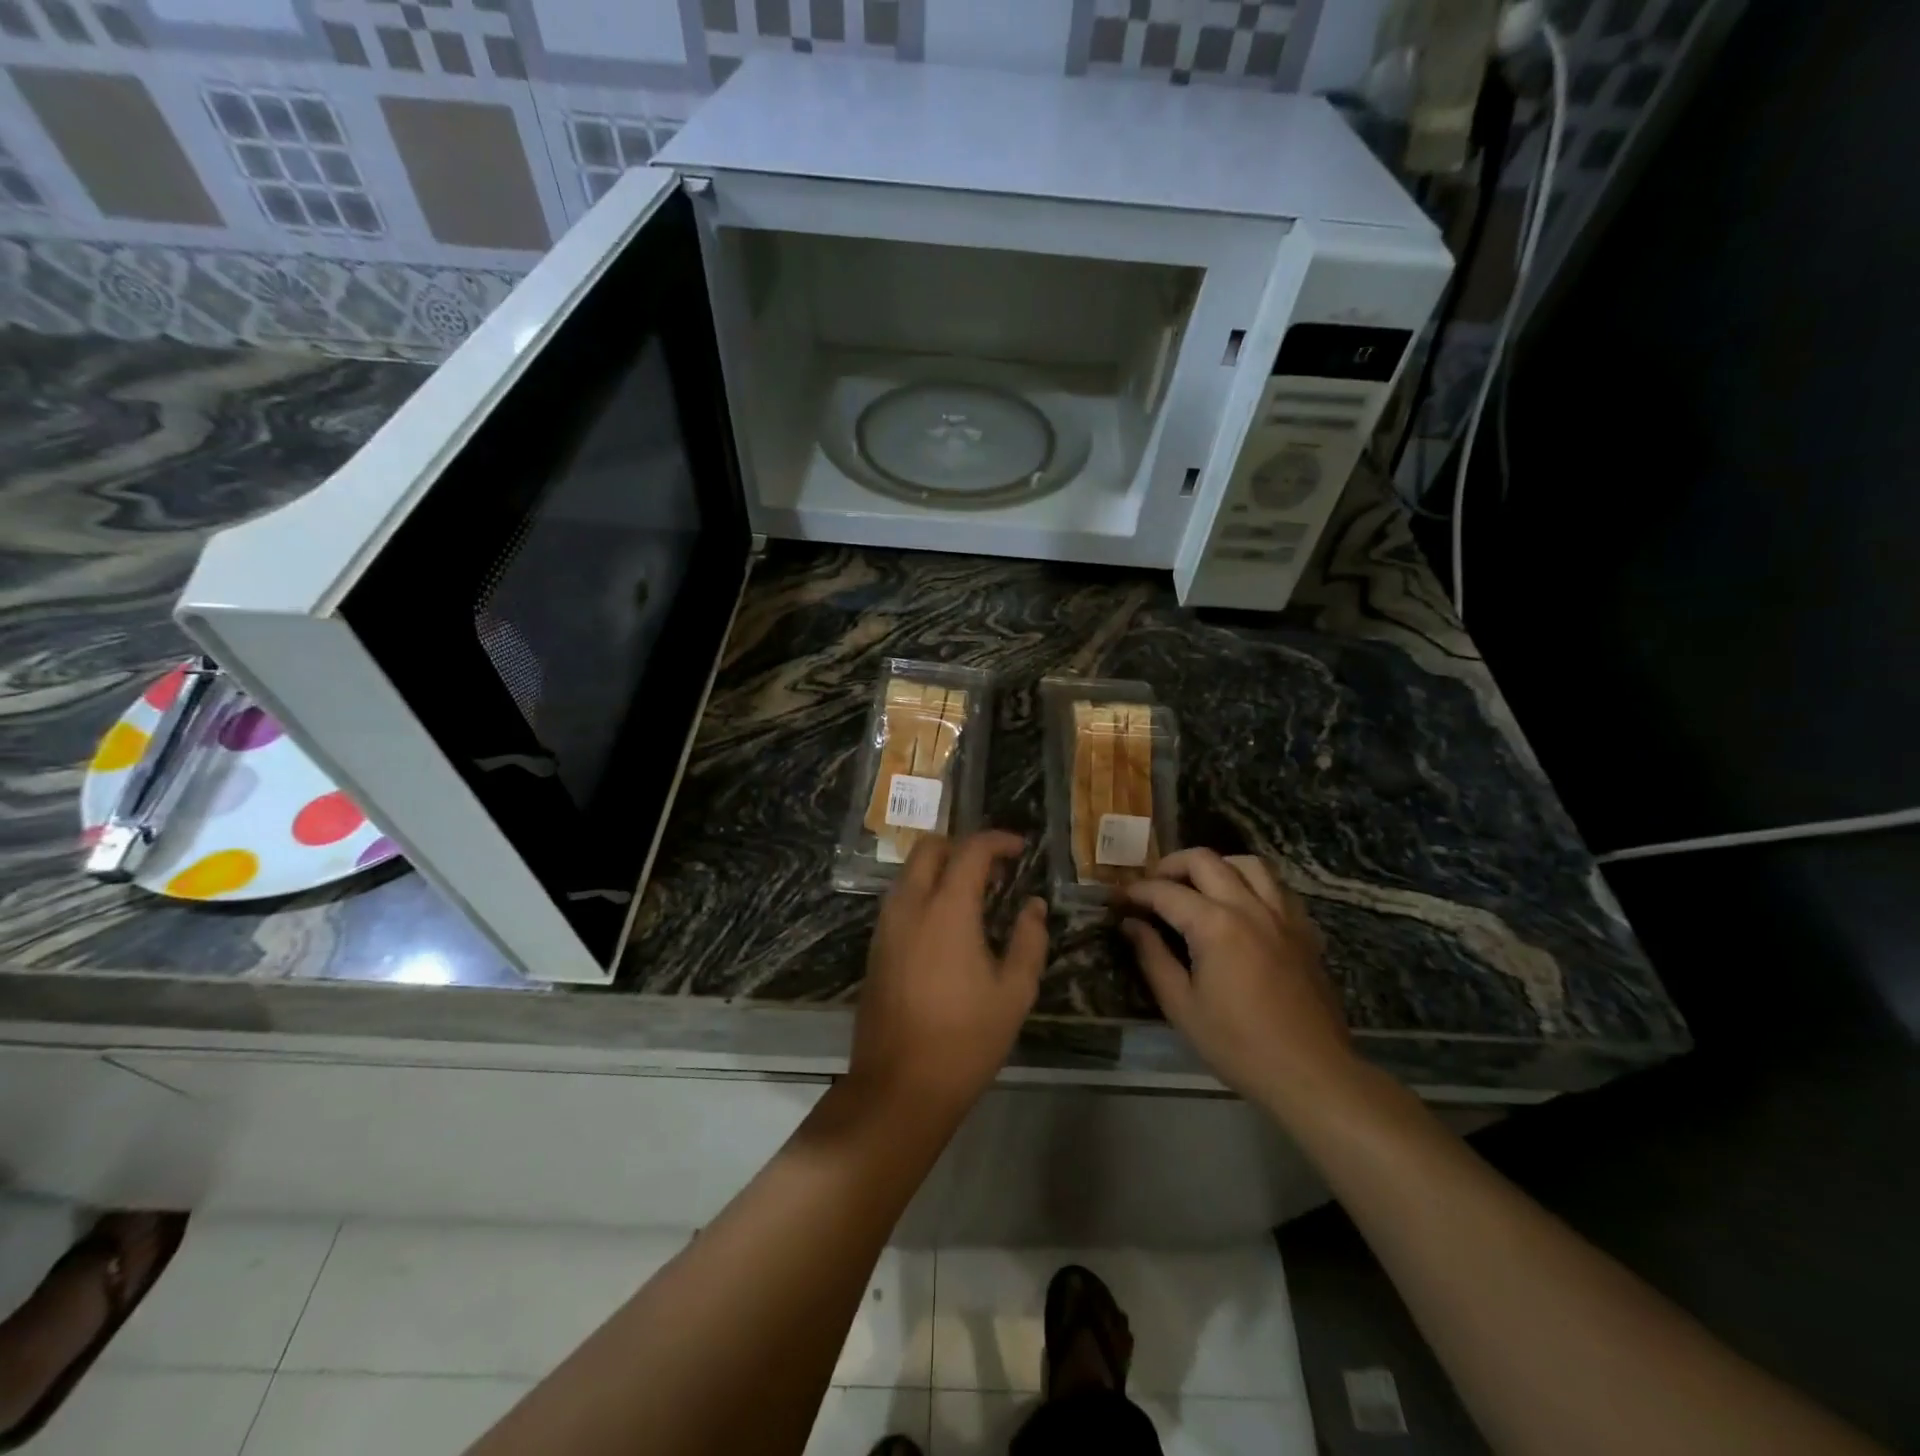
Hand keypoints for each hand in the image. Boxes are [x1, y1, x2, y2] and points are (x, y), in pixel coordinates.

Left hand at [850, 831, 1047, 1121]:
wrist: (899, 1086)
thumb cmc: (965, 1040)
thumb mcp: (1014, 992)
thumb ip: (1029, 940)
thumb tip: (1033, 906)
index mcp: (947, 909)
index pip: (971, 851)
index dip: (998, 841)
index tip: (1020, 848)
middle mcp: (910, 906)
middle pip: (929, 848)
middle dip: (962, 845)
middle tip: (994, 869)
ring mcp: (886, 926)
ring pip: (910, 872)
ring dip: (941, 868)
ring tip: (975, 895)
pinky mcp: (875, 947)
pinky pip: (900, 899)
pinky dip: (925, 891)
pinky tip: (948, 923)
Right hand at [1120, 849, 1354, 1112]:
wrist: (1311, 1074)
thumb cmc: (1238, 1045)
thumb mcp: (1181, 1006)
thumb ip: (1152, 957)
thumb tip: (1131, 925)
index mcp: (1215, 925)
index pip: (1165, 891)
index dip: (1135, 891)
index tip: (1116, 899)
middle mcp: (1249, 907)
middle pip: (1205, 860)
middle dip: (1170, 865)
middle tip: (1152, 887)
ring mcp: (1282, 915)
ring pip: (1247, 863)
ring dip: (1216, 866)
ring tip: (1197, 887)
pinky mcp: (1303, 930)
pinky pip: (1276, 887)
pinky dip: (1251, 884)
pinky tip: (1239, 906)